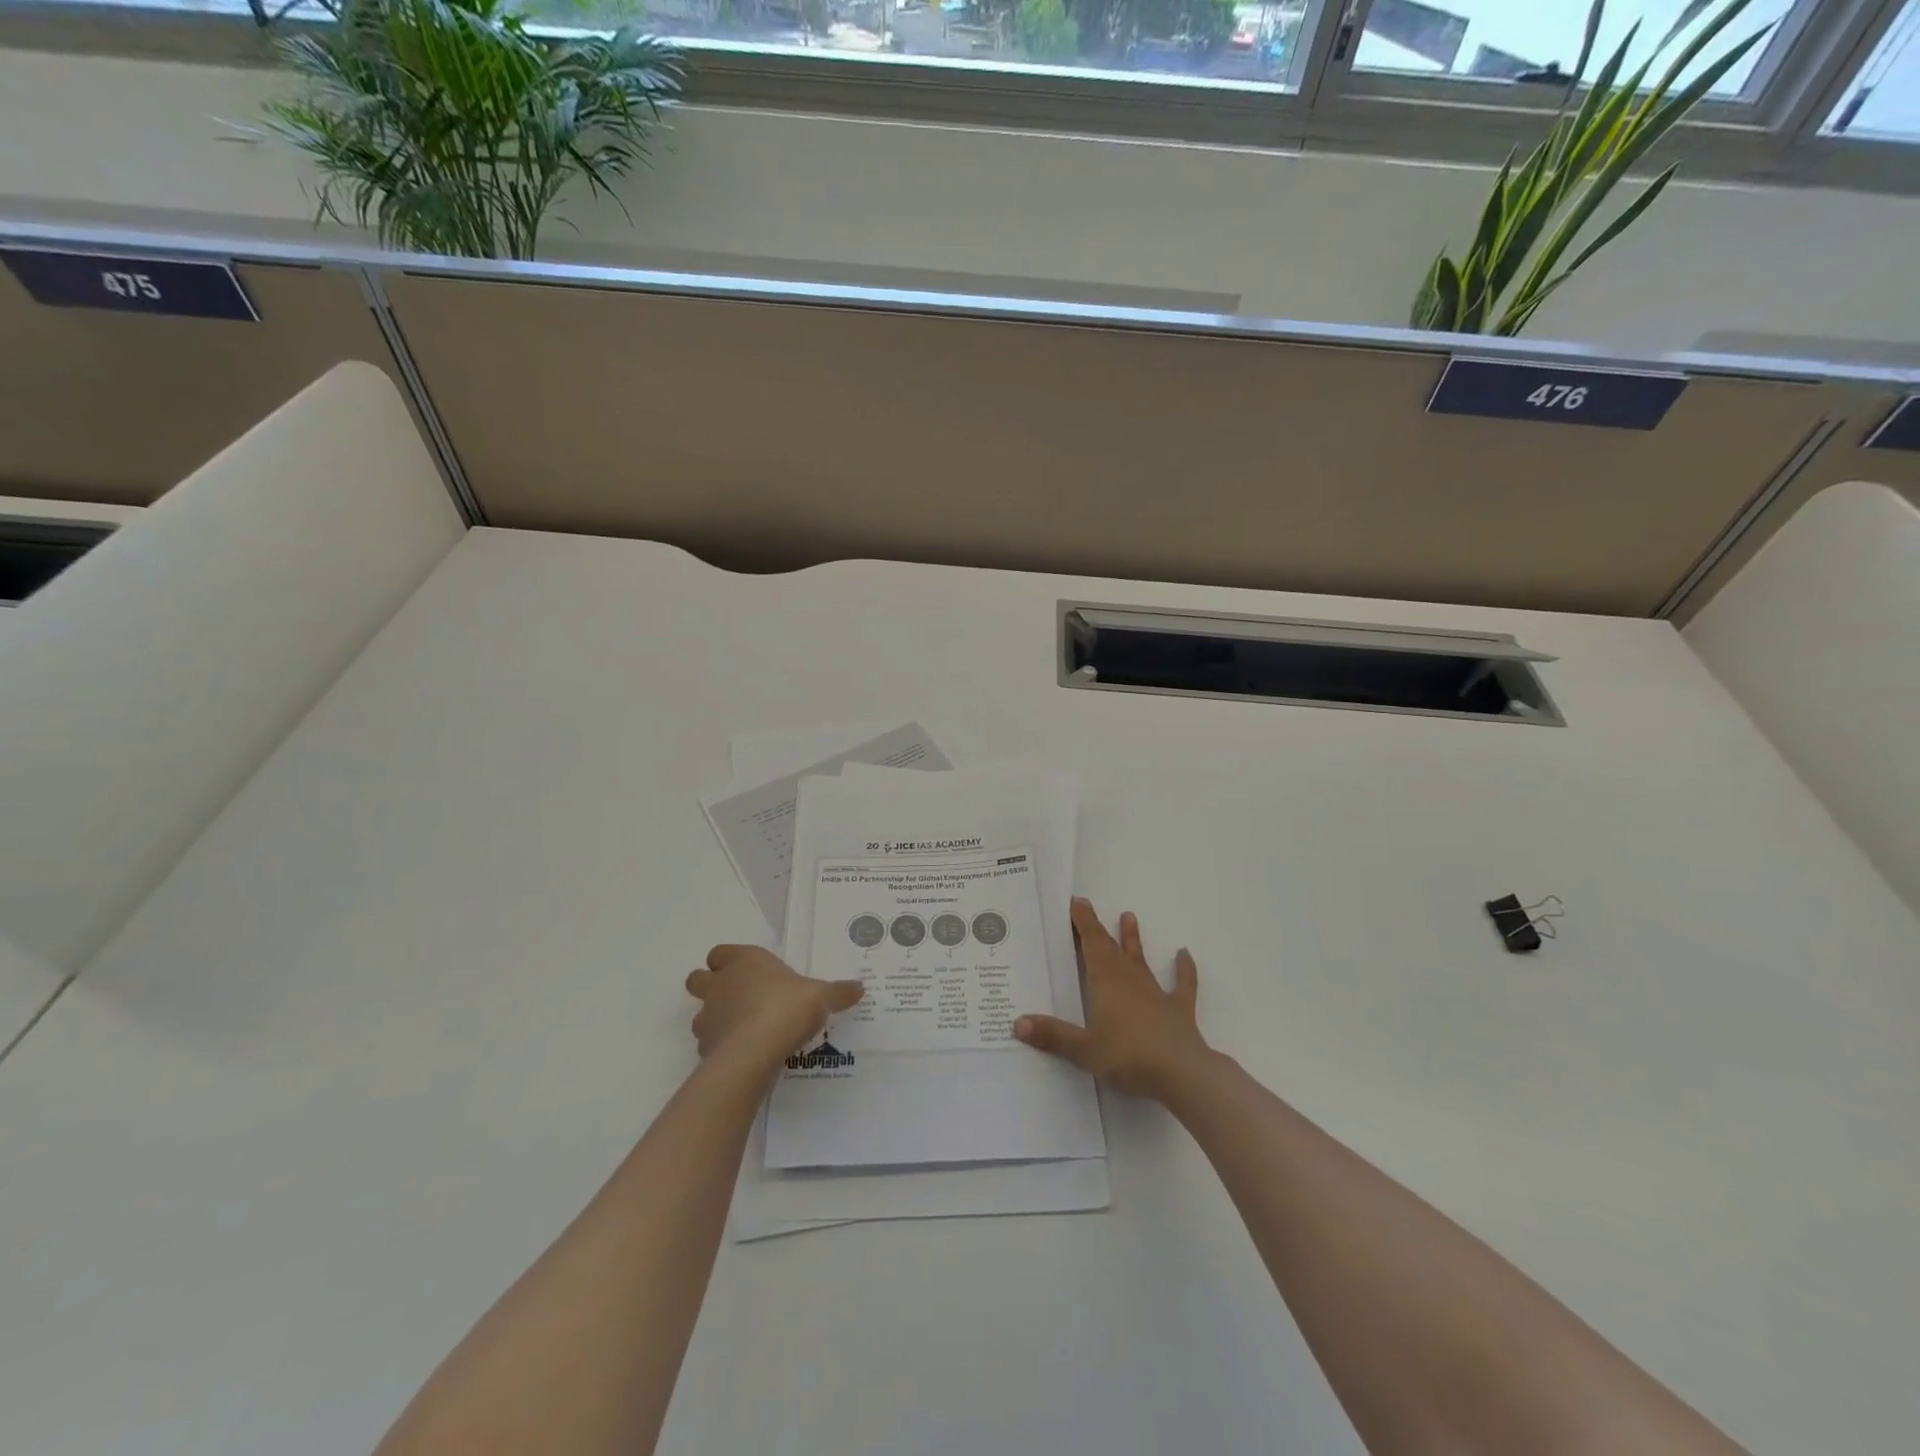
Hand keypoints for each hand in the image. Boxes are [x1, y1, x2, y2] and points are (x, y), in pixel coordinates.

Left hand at [685, 945, 863, 1072]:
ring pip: (701, 1014)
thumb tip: (859, 987)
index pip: (720, 952)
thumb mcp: (822, 996)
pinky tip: (743, 1054)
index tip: (747, 971)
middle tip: (737, 998)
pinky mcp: (706, 1048)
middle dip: (710, 986)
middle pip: (697, 978)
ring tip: (743, 1030)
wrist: (755, 1053)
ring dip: (715, 1019)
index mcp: (744, 962)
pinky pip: (709, 1044)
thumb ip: (838, 992)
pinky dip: (721, 1047)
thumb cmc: (787, 1008)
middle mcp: (720, 984)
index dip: (728, 960)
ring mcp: (708, 1017)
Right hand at [1014, 898, 1209, 1101]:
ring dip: (1133, 939)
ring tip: (1129, 916)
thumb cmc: (1128, 1057)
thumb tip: (1018, 1022)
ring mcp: (1156, 993)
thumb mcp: (1084, 1050)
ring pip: (1140, 959)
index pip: (1091, 945)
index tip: (1077, 902)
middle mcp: (1129, 980)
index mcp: (1105, 983)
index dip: (1083, 923)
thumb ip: (1053, 1036)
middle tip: (1088, 906)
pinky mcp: (1178, 1009)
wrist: (1181, 1072)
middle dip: (1098, 928)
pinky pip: (1182, 984)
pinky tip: (1185, 954)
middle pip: (1110, 948)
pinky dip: (1184, 969)